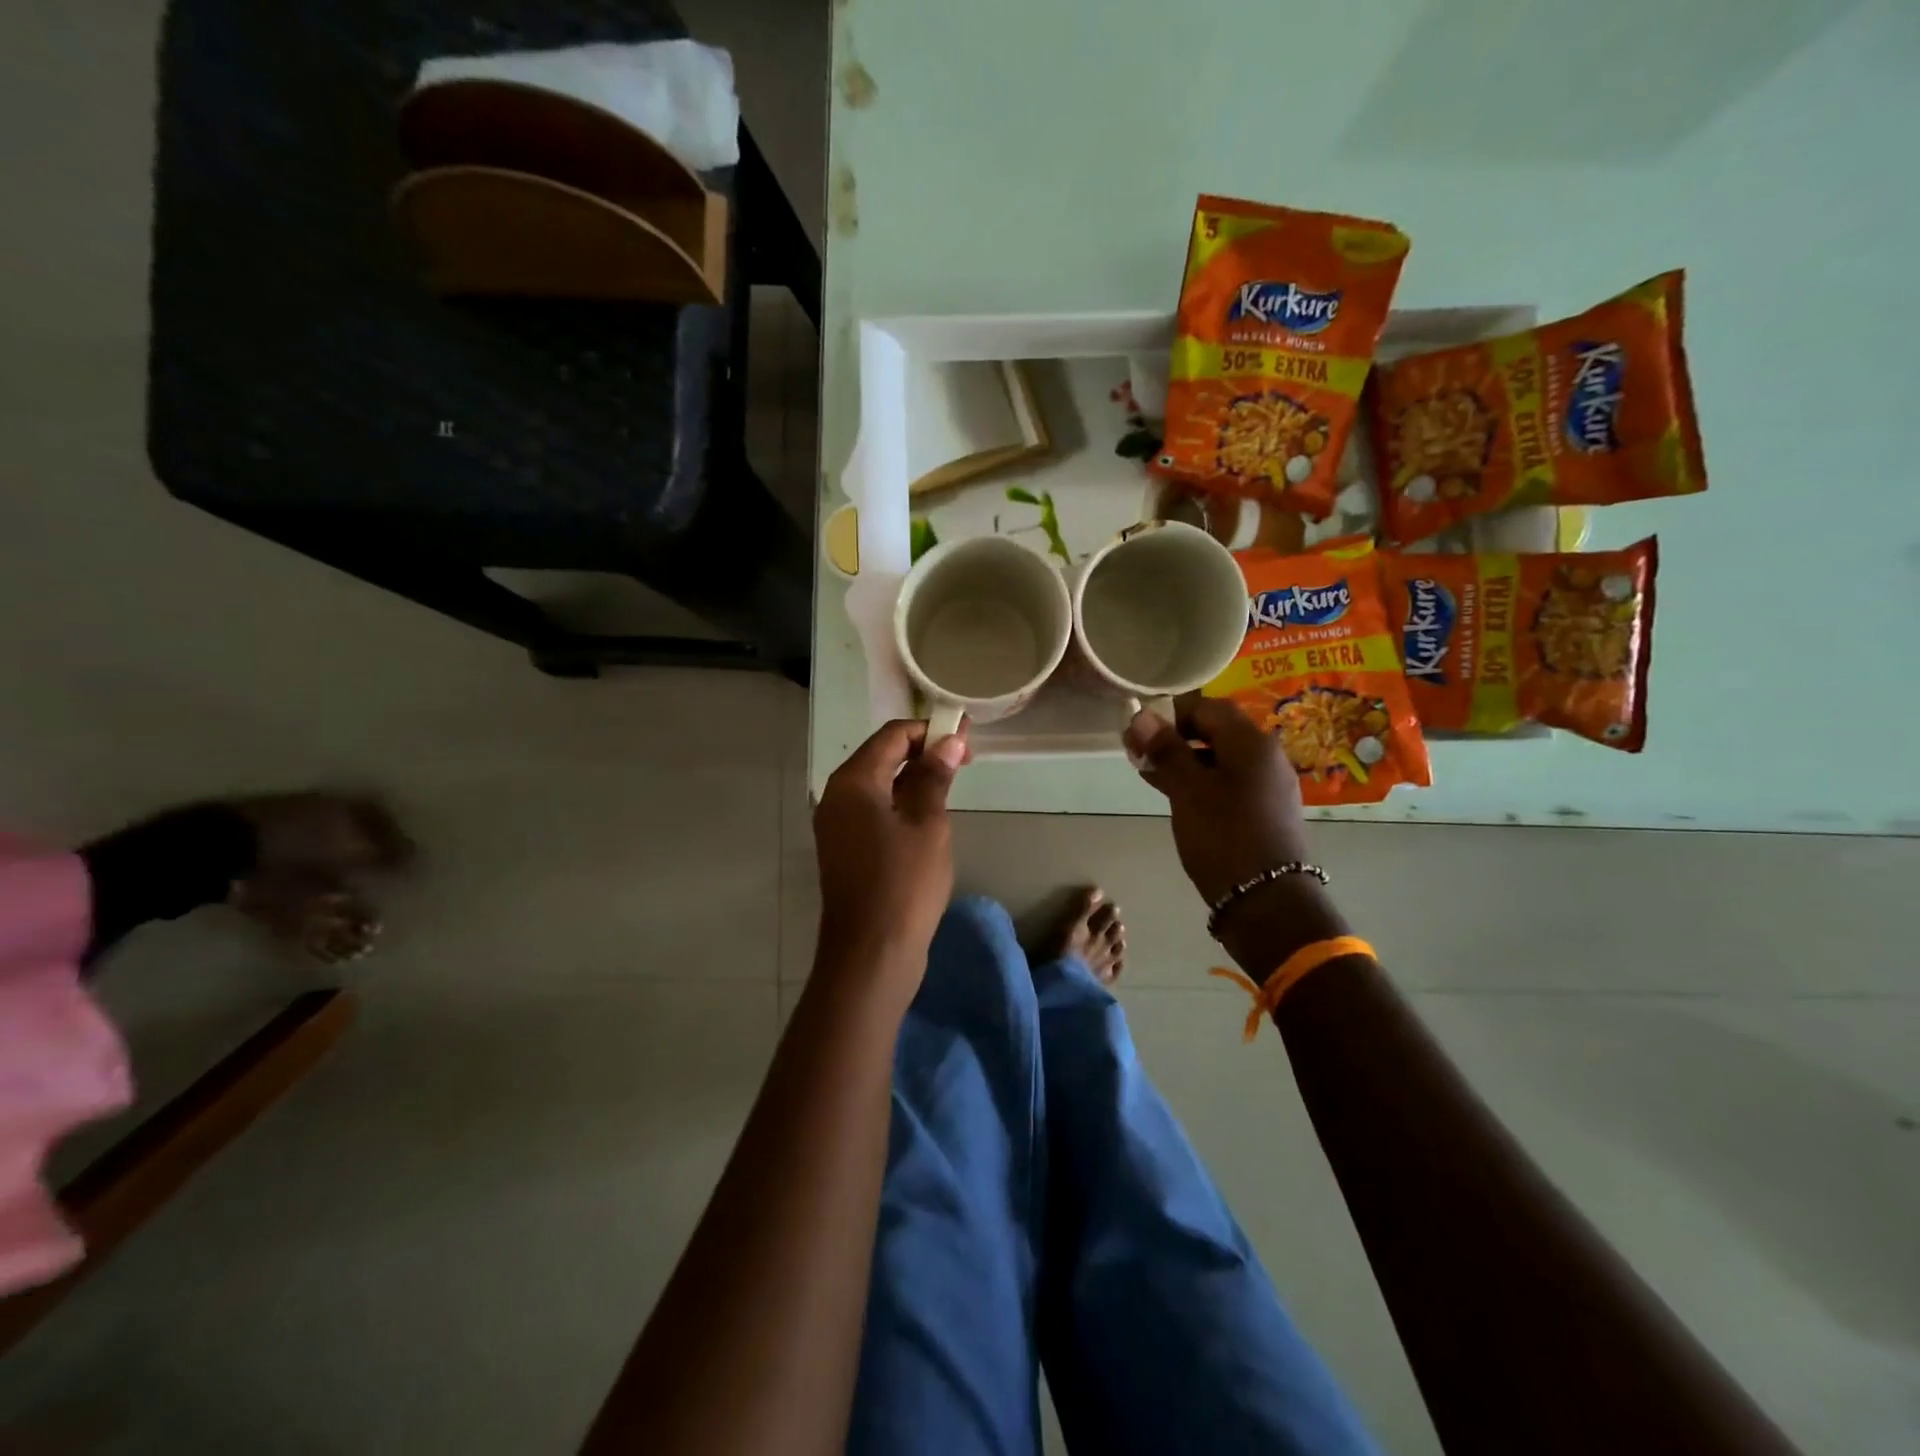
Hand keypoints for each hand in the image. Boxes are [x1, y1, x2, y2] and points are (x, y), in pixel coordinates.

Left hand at [813, 719, 968, 979]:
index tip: (966, 738)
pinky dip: (901, 804)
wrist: (871, 955)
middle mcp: (836, 796)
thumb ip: (935, 777)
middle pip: (882, 757)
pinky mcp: (845, 848)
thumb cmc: (903, 884)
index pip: (892, 736)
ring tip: (951, 785)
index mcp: (852, 782)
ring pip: (878, 786)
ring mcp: (837, 825)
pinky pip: (874, 811)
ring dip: (913, 779)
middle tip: (965, 760)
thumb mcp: (928, 824)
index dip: (930, 730)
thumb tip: (948, 741)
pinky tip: (928, 815)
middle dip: (923, 753)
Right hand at [1123, 698, 1308, 905]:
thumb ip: (1165, 750)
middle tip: (1140, 754)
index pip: (1207, 707)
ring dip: (1186, 760)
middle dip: (1175, 737)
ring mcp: (1269, 784)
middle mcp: (1266, 756)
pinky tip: (1177, 795)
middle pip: (1216, 731)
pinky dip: (1202, 780)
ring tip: (1150, 774)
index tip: (1140, 733)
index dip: (1171, 714)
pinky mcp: (1266, 809)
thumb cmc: (1223, 836)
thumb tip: (1141, 715)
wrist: (1267, 901)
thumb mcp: (1187, 790)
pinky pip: (1231, 781)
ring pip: (1222, 758)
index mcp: (1251, 742)